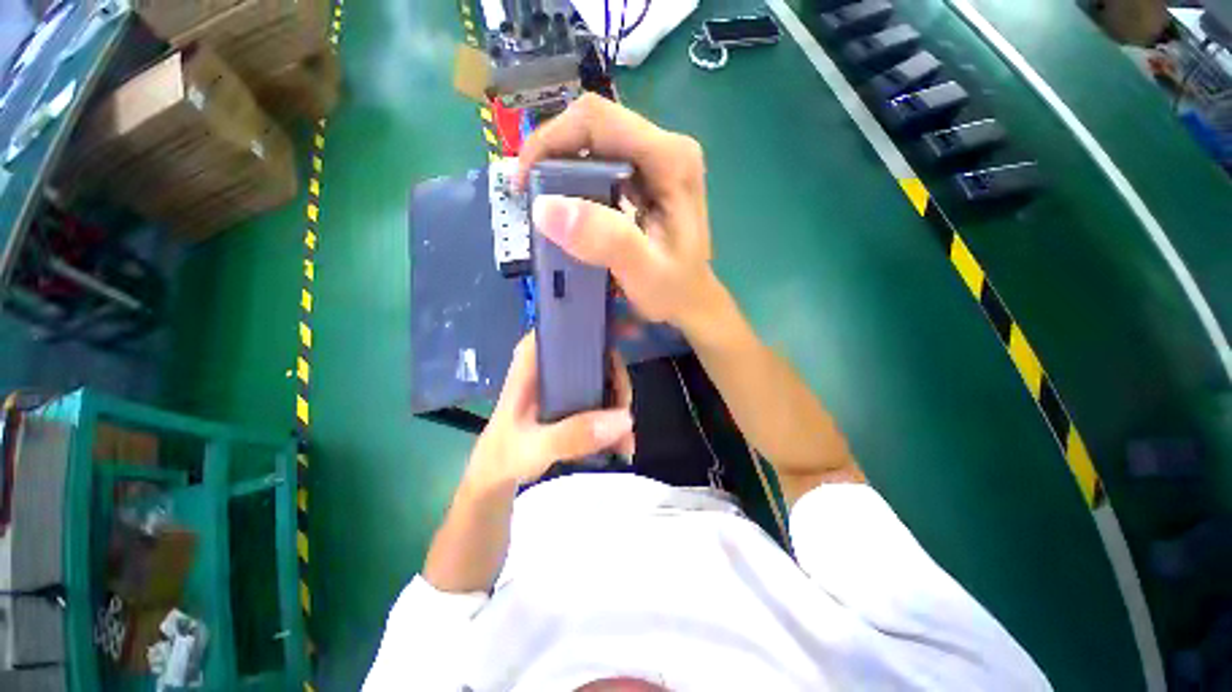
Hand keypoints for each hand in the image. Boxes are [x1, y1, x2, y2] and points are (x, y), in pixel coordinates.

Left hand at [463, 331, 634, 491]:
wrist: (497, 476)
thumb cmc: (505, 454)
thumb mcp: (535, 446)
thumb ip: (573, 435)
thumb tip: (623, 419)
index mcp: (535, 357)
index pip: (570, 323)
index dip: (600, 323)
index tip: (631, 334)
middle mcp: (552, 361)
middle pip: (597, 351)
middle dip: (618, 381)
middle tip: (626, 414)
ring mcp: (564, 379)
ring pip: (605, 375)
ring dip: (620, 404)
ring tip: (626, 439)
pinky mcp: (572, 396)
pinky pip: (603, 395)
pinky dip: (614, 417)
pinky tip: (621, 442)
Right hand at [516, 94, 718, 333]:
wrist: (693, 300)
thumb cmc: (675, 291)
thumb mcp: (644, 272)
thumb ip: (606, 240)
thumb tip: (546, 207)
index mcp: (671, 159)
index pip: (598, 120)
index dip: (550, 141)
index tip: (524, 183)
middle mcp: (666, 148)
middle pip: (595, 126)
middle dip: (553, 156)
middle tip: (531, 198)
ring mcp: (658, 160)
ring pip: (595, 143)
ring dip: (561, 169)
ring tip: (545, 205)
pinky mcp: (648, 176)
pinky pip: (601, 163)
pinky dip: (576, 181)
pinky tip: (568, 207)